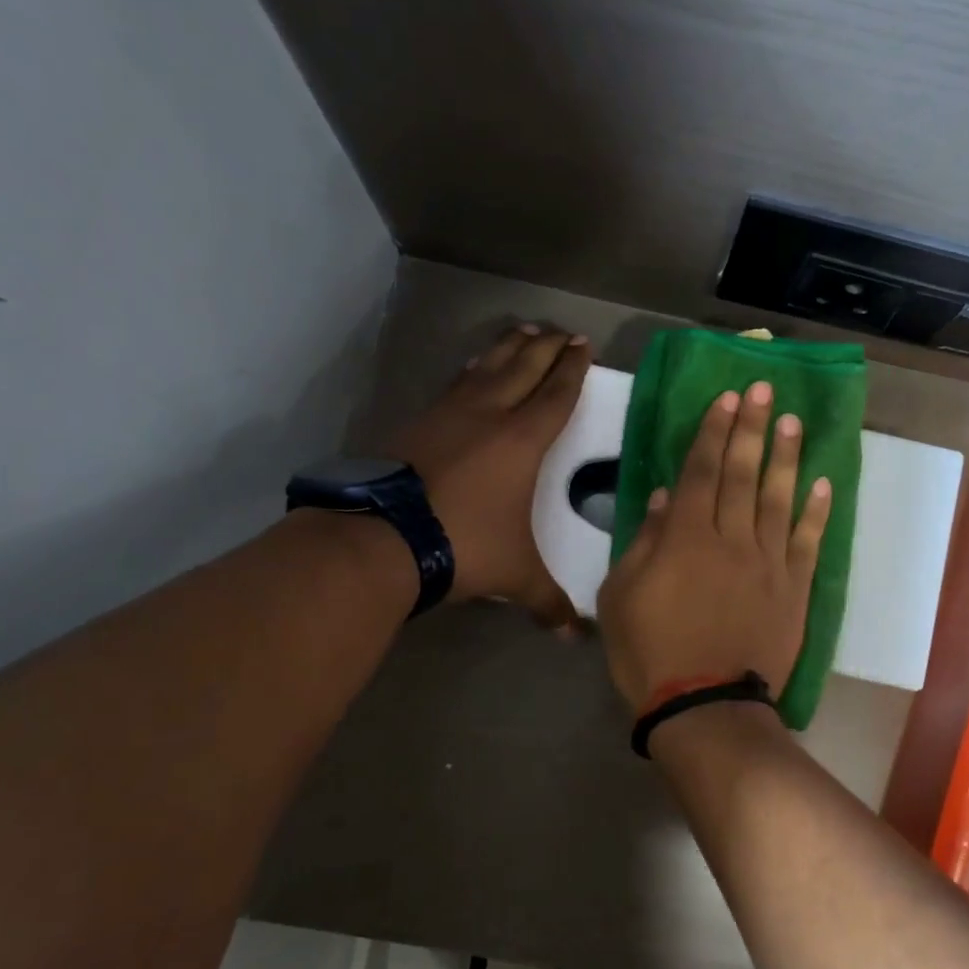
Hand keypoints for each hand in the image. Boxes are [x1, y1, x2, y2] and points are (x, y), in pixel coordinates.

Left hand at [387, 323, 589, 623]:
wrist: (384, 536)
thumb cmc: (464, 545)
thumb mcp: (515, 575)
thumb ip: (547, 601)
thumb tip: (574, 638)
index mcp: (523, 441)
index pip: (557, 395)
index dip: (573, 369)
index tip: (584, 346)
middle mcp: (491, 415)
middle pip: (525, 367)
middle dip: (548, 347)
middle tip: (563, 331)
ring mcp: (450, 413)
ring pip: (488, 366)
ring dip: (510, 347)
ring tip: (524, 331)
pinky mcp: (419, 421)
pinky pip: (456, 383)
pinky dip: (472, 369)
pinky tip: (473, 368)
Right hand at [598, 381, 831, 707]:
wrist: (705, 708)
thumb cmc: (650, 653)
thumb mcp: (621, 597)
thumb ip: (644, 543)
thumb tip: (665, 499)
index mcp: (686, 538)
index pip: (702, 472)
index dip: (714, 432)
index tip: (726, 398)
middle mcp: (732, 540)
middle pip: (744, 474)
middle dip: (752, 428)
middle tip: (764, 390)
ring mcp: (769, 564)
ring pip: (779, 499)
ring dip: (786, 458)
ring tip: (793, 422)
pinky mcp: (793, 590)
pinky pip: (808, 543)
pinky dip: (816, 513)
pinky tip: (822, 484)